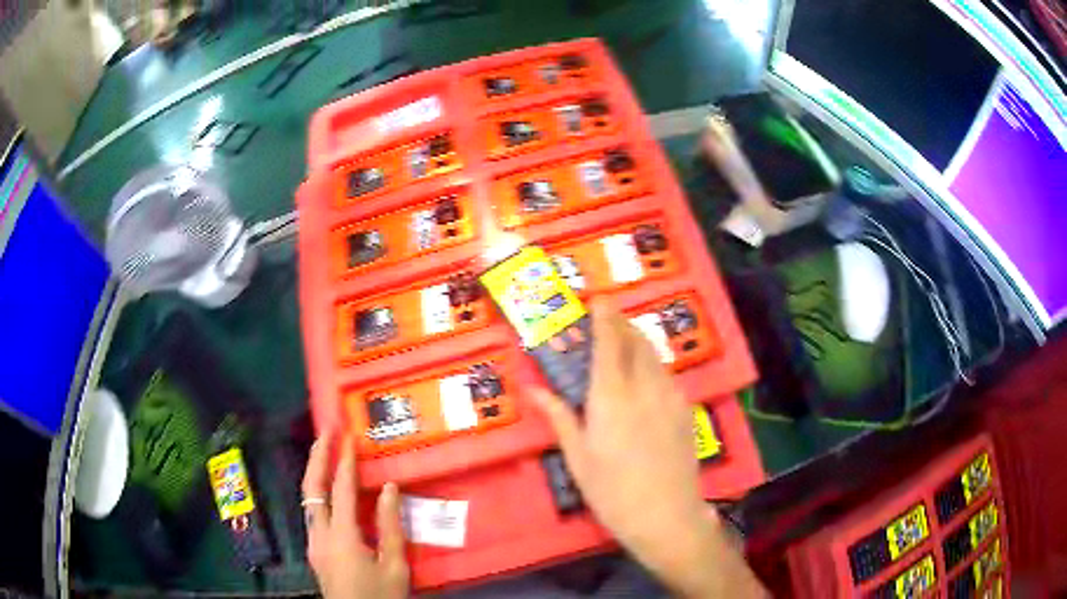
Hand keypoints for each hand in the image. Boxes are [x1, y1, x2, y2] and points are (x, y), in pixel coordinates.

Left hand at [302, 434, 407, 598]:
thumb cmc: (381, 596)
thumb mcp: (395, 567)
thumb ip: (390, 527)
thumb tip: (389, 489)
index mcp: (342, 537)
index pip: (340, 490)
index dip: (344, 461)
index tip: (350, 437)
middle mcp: (319, 534)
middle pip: (311, 487)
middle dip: (318, 456)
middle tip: (327, 430)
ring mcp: (313, 542)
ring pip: (307, 498)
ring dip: (315, 471)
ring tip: (325, 450)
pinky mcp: (314, 549)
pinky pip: (312, 511)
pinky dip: (318, 491)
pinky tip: (329, 488)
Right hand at [532, 301, 765, 597]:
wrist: (667, 516)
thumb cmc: (612, 492)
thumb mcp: (578, 457)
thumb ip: (559, 416)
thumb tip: (533, 389)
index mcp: (612, 396)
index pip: (609, 342)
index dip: (604, 316)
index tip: (598, 298)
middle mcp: (645, 387)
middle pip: (636, 340)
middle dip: (622, 323)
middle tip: (607, 319)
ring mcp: (671, 397)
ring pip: (654, 356)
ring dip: (638, 341)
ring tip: (623, 344)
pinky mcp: (686, 410)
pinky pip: (666, 374)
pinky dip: (651, 364)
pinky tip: (643, 380)